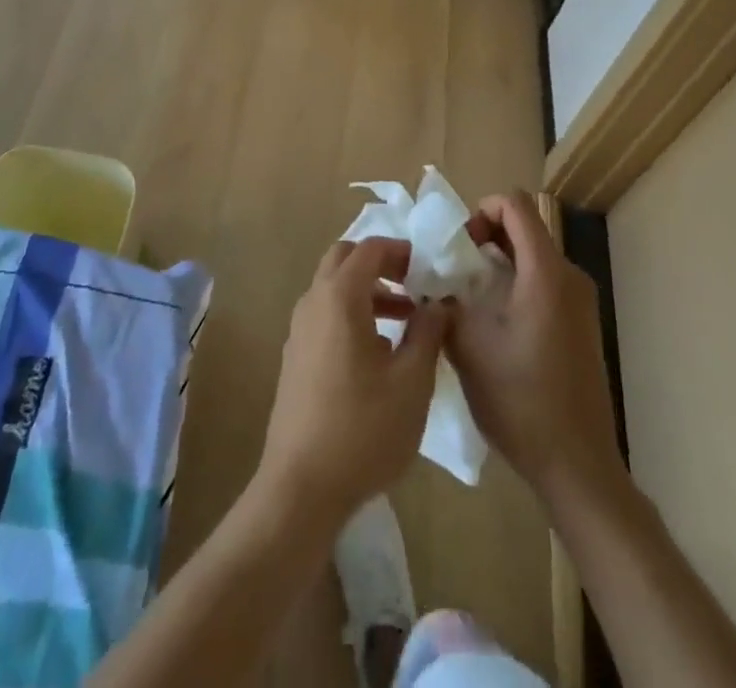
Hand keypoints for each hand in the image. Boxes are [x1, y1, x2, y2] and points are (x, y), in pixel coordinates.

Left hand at [255, 237, 449, 526]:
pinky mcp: (295, 357)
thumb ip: (428, 333)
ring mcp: (299, 330)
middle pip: (344, 259)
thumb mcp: (411, 382)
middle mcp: (313, 302)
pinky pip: (325, 315)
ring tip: (406, 320)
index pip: (370, 248)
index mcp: (339, 297)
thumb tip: (439, 303)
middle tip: (414, 284)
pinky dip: (352, 313)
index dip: (401, 251)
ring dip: (367, 291)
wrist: (301, 487)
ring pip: (333, 288)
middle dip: (380, 264)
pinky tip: (378, 353)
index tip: (428, 268)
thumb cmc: (363, 429)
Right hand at [448, 191, 621, 504]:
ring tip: (469, 300)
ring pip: (533, 257)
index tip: (459, 245)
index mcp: (545, 272)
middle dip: (485, 238)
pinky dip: (516, 285)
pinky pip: (544, 282)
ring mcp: (580, 301)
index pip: (515, 204)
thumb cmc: (521, 400)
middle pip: (525, 228)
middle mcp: (569, 276)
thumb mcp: (469, 346)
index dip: (481, 210)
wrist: (577, 465)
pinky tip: (495, 325)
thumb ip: (445, 301)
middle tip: (456, 273)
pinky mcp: (582, 324)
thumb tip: (431, 283)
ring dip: (499, 264)